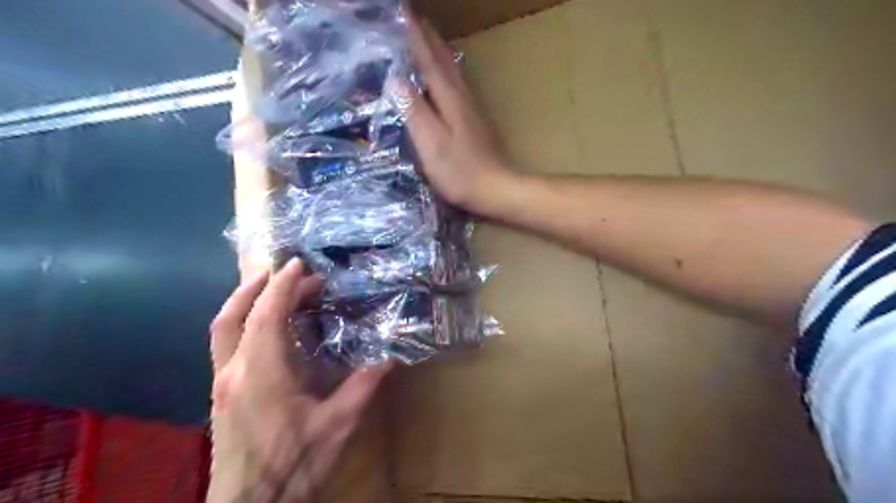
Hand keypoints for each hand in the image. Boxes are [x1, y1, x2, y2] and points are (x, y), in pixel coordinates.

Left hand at [213, 259, 392, 501]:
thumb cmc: (294, 466)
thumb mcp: (338, 425)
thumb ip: (364, 386)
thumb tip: (392, 356)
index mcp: (262, 372)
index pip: (267, 315)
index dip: (283, 285)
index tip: (298, 264)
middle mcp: (234, 371)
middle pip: (233, 315)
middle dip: (258, 286)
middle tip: (289, 271)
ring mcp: (222, 384)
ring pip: (223, 329)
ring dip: (246, 302)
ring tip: (274, 289)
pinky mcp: (221, 396)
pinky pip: (227, 345)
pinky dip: (245, 323)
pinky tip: (269, 329)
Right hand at [406, 16, 518, 214]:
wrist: (495, 188)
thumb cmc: (460, 171)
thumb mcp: (431, 144)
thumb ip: (414, 111)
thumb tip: (396, 78)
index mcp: (449, 98)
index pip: (427, 58)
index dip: (413, 35)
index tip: (400, 12)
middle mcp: (461, 95)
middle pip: (442, 57)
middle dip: (426, 35)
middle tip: (410, 16)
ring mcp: (471, 107)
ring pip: (452, 68)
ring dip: (437, 48)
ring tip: (425, 34)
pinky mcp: (474, 119)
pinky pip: (456, 82)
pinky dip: (446, 69)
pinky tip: (444, 72)